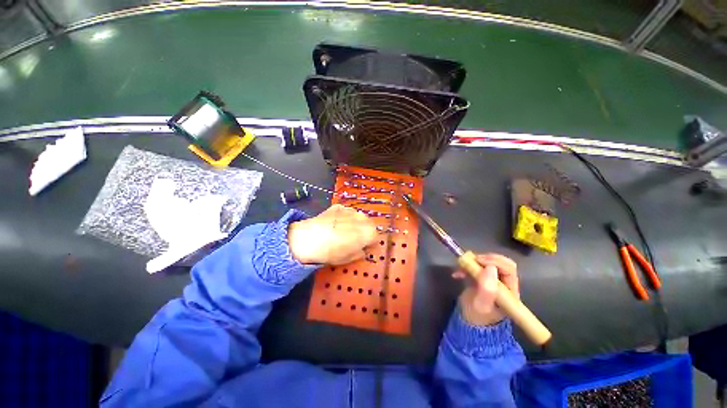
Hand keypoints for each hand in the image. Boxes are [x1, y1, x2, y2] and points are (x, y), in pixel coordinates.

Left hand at [288, 204, 377, 264]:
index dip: (369, 243)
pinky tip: (334, 224)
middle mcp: (362, 218)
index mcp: (368, 232)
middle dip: (364, 231)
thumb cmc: (332, 252)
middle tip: (353, 239)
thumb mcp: (349, 259)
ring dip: (355, 223)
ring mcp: (350, 210)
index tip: (362, 247)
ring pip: (358, 217)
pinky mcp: (339, 206)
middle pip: (369, 224)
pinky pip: (346, 213)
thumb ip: (360, 253)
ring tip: (342, 231)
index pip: (375, 237)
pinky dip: (344, 218)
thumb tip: (362, 249)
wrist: (310, 238)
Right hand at [452, 254, 518, 325]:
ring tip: (460, 268)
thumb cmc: (477, 317)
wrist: (469, 323)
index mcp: (510, 291)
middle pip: (500, 262)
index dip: (494, 261)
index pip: (509, 269)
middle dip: (484, 259)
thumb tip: (490, 268)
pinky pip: (477, 266)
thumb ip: (487, 289)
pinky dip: (467, 266)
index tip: (478, 261)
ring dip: (473, 261)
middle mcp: (504, 283)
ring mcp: (493, 280)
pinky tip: (458, 273)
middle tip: (470, 261)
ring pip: (488, 262)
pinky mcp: (483, 278)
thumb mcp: (481, 306)